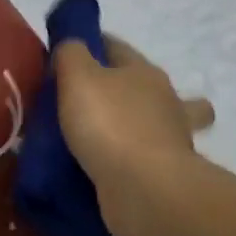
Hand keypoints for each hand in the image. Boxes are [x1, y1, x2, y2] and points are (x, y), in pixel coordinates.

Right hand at [54, 36, 213, 235]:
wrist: (145, 189)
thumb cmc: (110, 124)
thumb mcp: (78, 77)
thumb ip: (70, 54)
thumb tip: (71, 46)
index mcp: (144, 71)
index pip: (115, 46)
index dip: (90, 45)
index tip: (64, 59)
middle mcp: (165, 99)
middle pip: (143, 84)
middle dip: (123, 88)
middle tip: (84, 103)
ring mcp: (171, 138)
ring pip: (154, 122)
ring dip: (135, 126)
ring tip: (100, 139)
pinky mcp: (166, 173)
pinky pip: (145, 158)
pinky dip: (130, 160)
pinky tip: (107, 168)